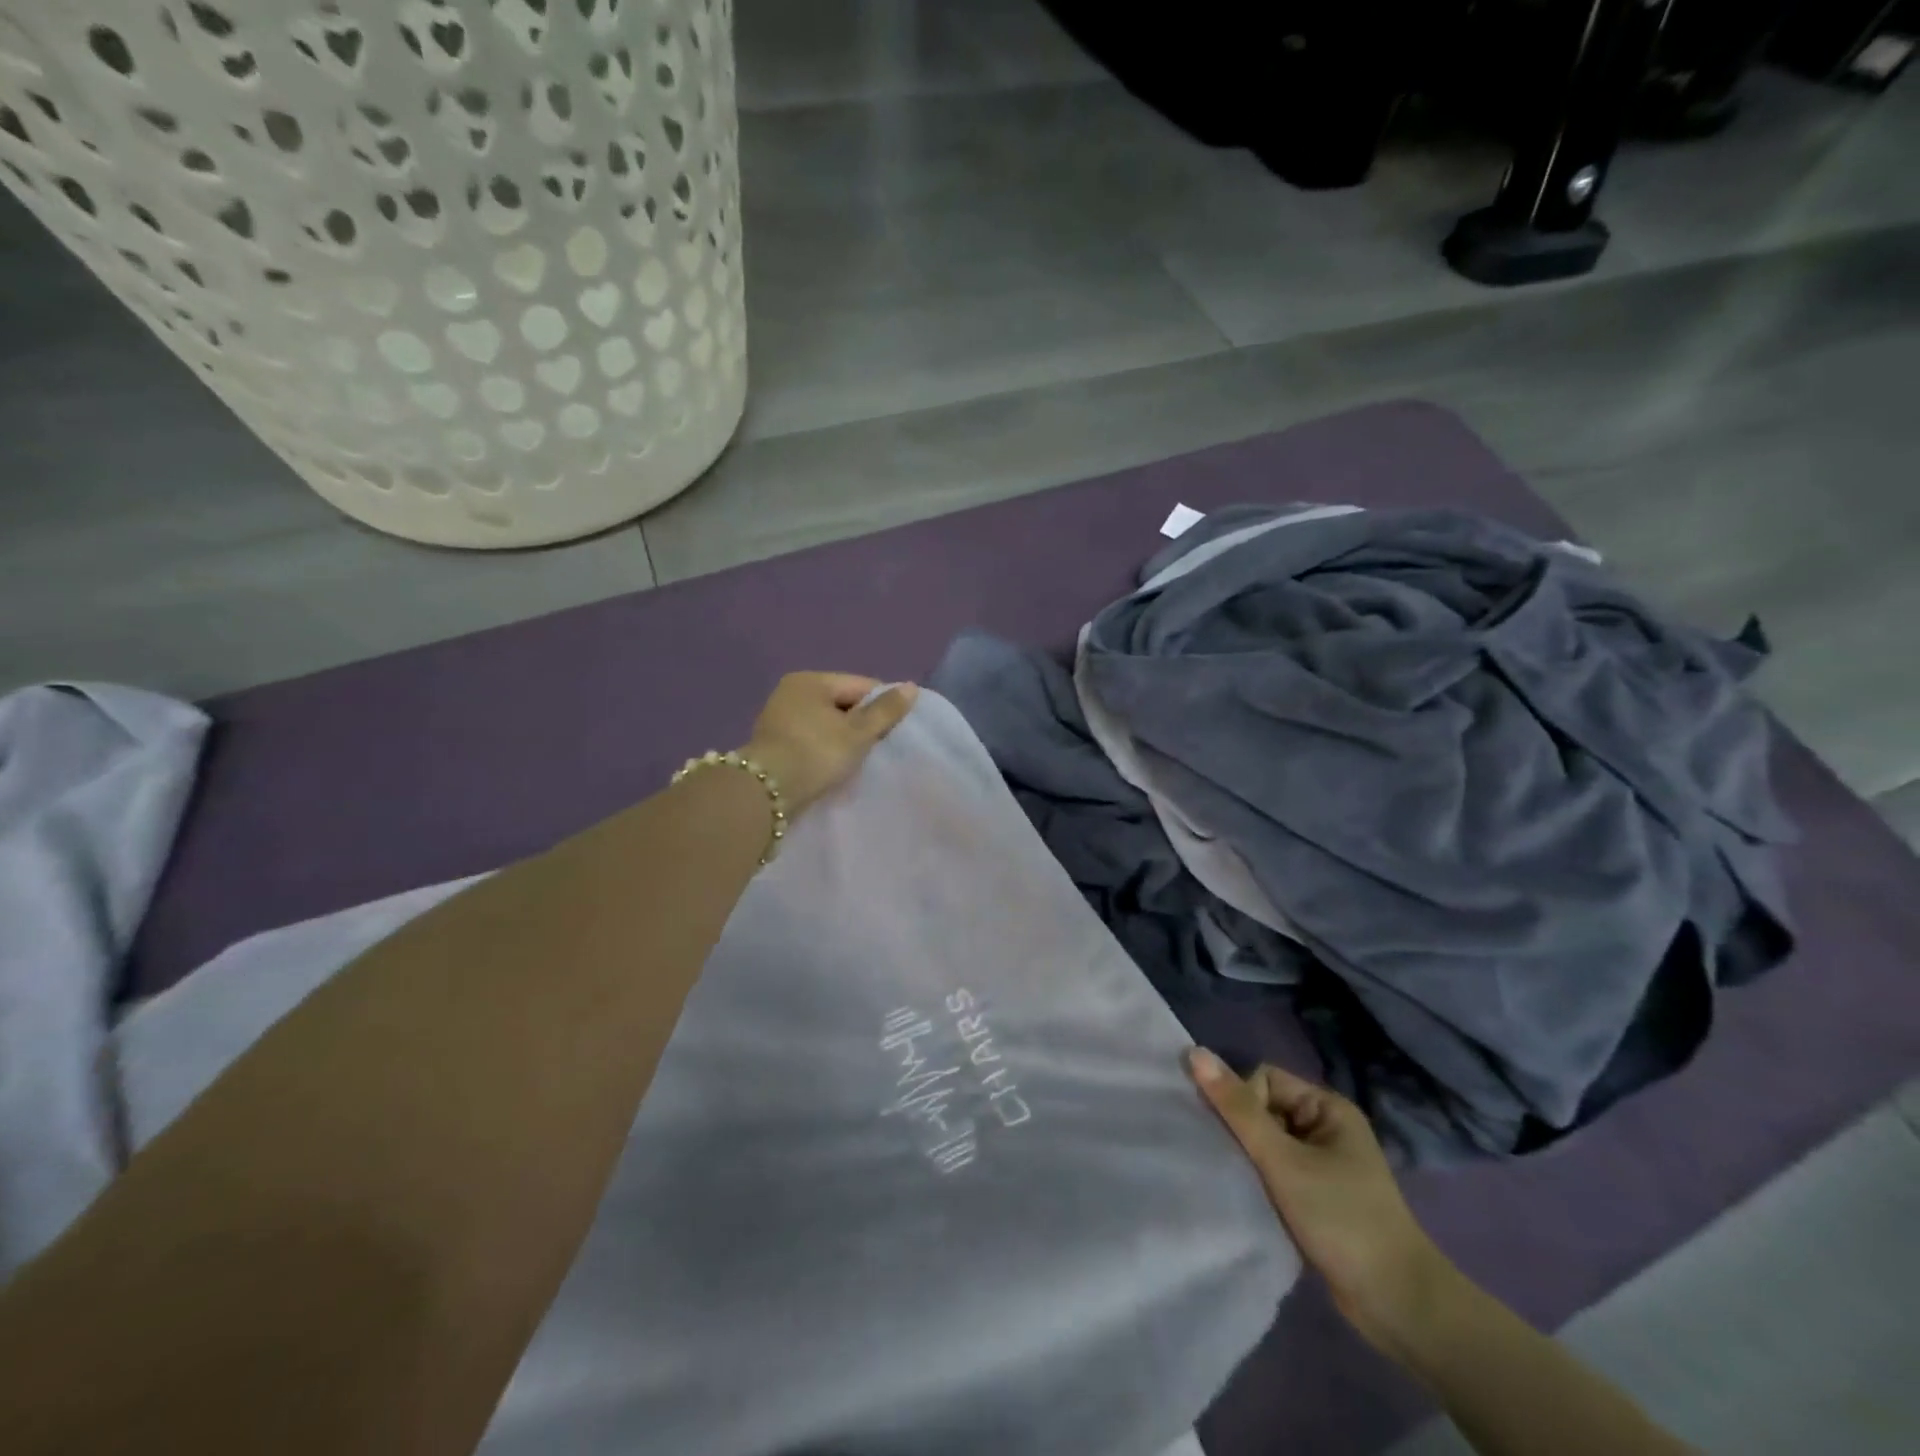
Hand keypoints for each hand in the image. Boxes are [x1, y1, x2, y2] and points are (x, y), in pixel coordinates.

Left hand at [741, 672, 918, 816]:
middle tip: (878, 747)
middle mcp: (791, 691)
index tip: (897, 730)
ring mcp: (779, 716)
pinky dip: (825, 747)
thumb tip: (910, 687)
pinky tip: (834, 764)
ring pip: (827, 721)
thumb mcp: (858, 733)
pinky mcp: (773, 741)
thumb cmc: (817, 754)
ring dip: (843, 737)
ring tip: (858, 758)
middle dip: (862, 722)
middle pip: (842, 702)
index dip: (883, 705)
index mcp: (811, 680)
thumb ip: (885, 710)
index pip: (861, 685)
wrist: (767, 792)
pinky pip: (811, 737)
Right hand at [1188, 1049, 1451, 1358]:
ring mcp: (1324, 1163)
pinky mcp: (1317, 1196)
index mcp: (1327, 1107)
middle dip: (1242, 1132)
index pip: (1264, 1079)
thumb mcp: (1283, 1161)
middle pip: (1263, 1109)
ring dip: (1249, 1159)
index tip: (1241, 1142)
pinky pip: (1275, 1170)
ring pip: (1266, 1142)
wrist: (1398, 1305)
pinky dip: (1260, 1181)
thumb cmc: (1342, 1219)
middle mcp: (1326, 1127)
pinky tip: (1251, 1199)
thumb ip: (1238, 1109)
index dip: (1243, 1101)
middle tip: (1232, 1162)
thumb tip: (1194, 1053)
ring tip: (1238, 1183)